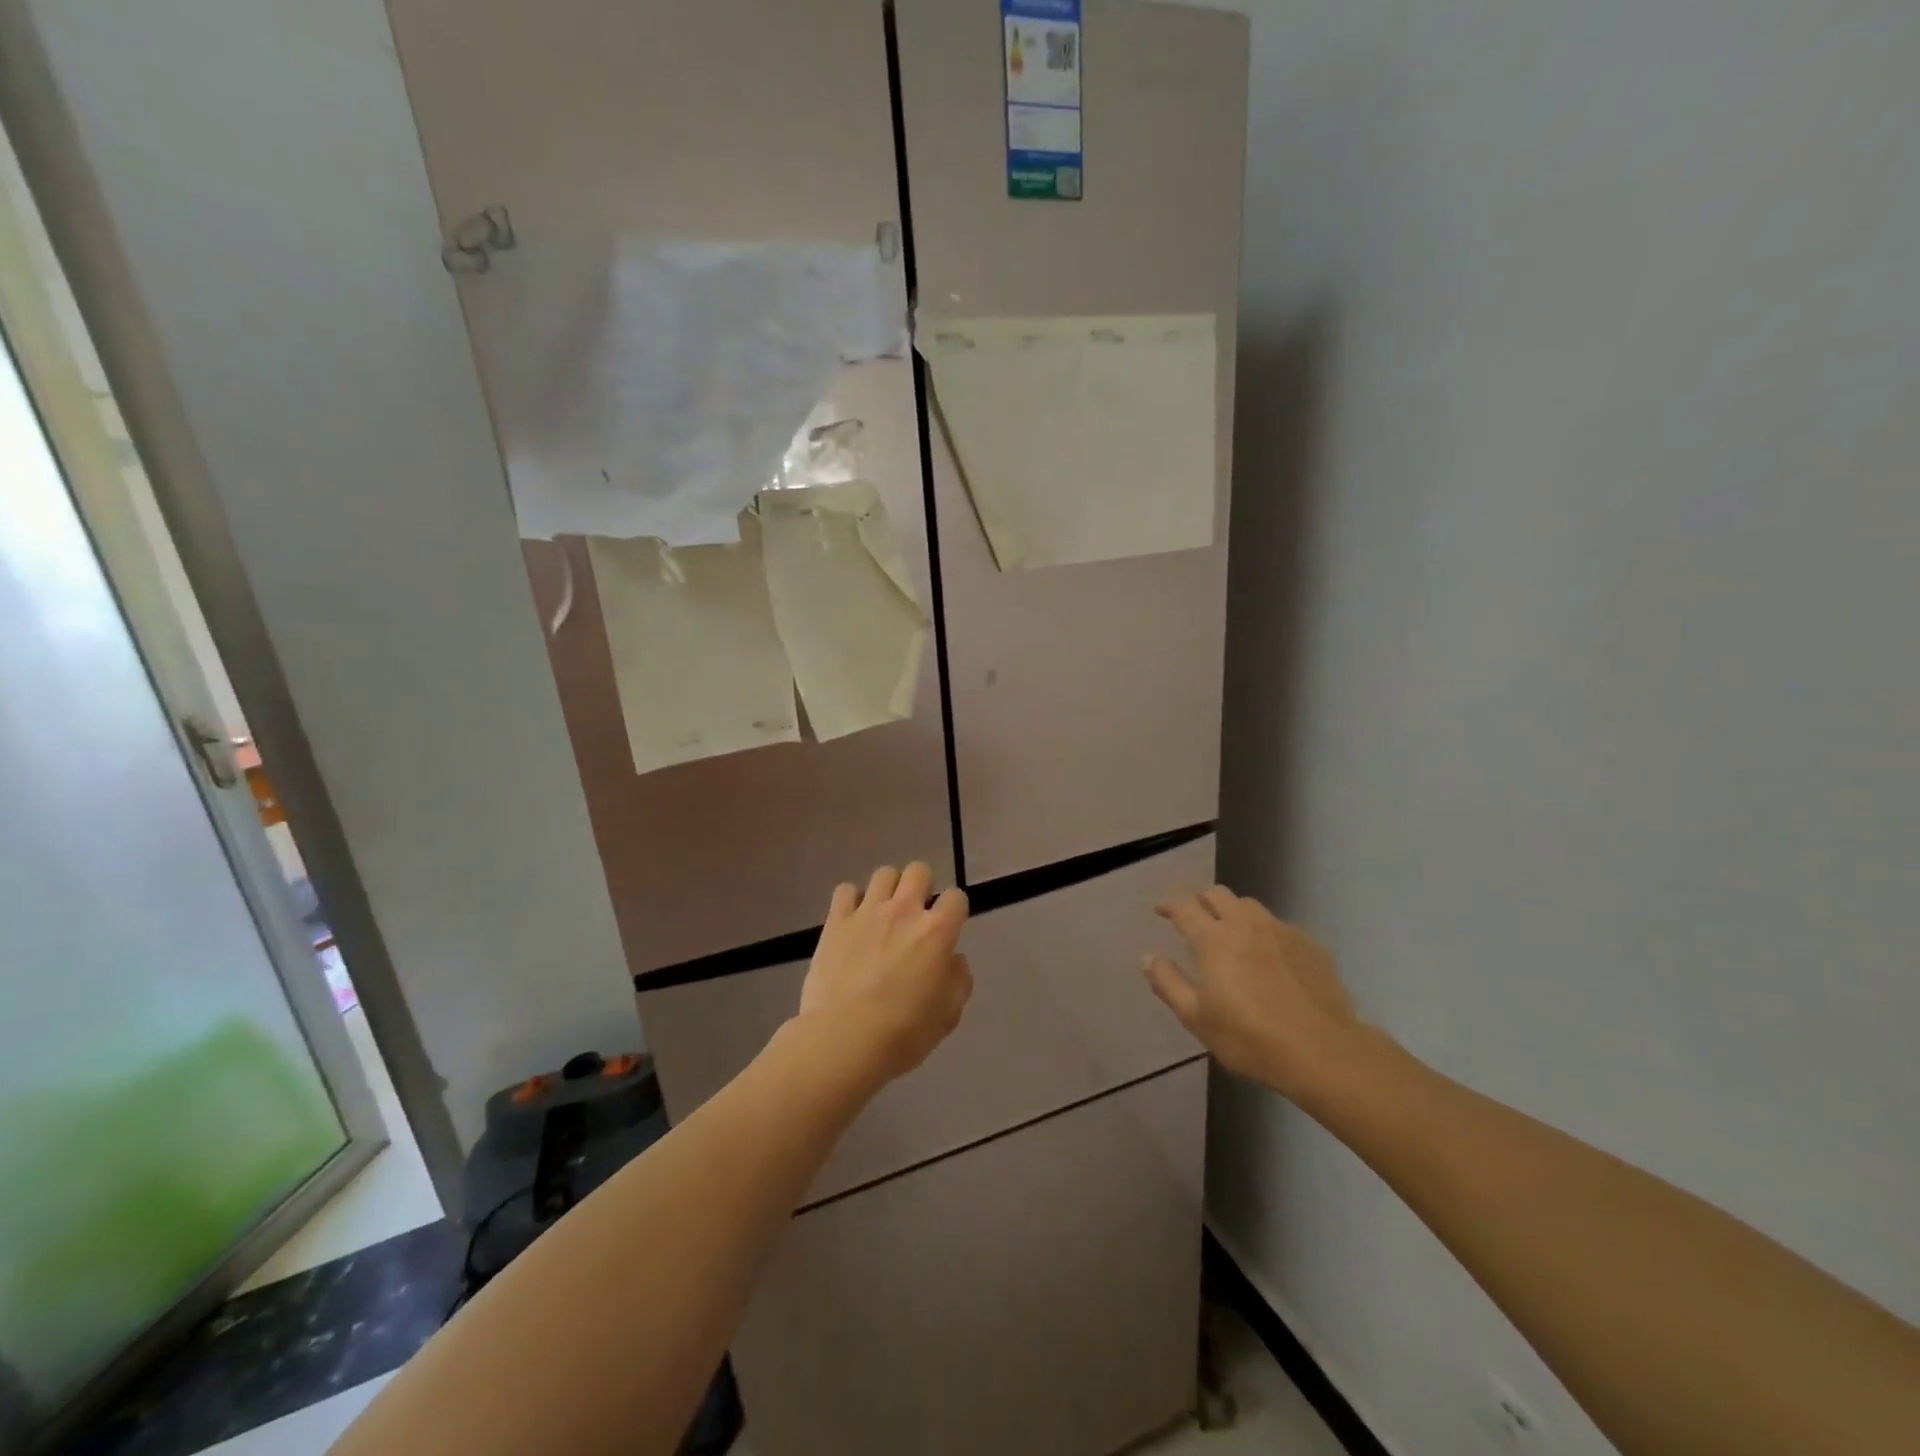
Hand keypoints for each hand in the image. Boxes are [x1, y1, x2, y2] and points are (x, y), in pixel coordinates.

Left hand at [798, 863, 972, 1087]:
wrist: (844, 1039)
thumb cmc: (903, 1033)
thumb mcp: (948, 1015)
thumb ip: (958, 980)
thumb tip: (953, 960)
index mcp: (937, 931)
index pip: (956, 897)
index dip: (954, 910)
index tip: (948, 928)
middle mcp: (905, 911)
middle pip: (919, 871)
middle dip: (922, 887)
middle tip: (916, 915)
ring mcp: (867, 911)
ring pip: (884, 874)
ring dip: (889, 890)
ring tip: (884, 914)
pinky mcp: (836, 920)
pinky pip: (846, 890)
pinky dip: (852, 901)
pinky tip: (853, 921)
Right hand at [1145, 885, 1365, 1100]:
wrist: (1323, 1051)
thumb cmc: (1249, 1037)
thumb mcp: (1196, 1017)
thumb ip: (1168, 983)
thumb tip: (1148, 957)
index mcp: (1212, 938)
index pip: (1183, 905)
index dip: (1168, 904)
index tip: (1161, 911)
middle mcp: (1244, 924)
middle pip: (1217, 894)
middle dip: (1200, 899)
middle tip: (1193, 917)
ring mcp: (1280, 931)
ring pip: (1249, 905)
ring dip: (1233, 911)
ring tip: (1230, 932)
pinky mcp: (1310, 945)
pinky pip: (1279, 926)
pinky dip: (1264, 932)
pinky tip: (1269, 956)